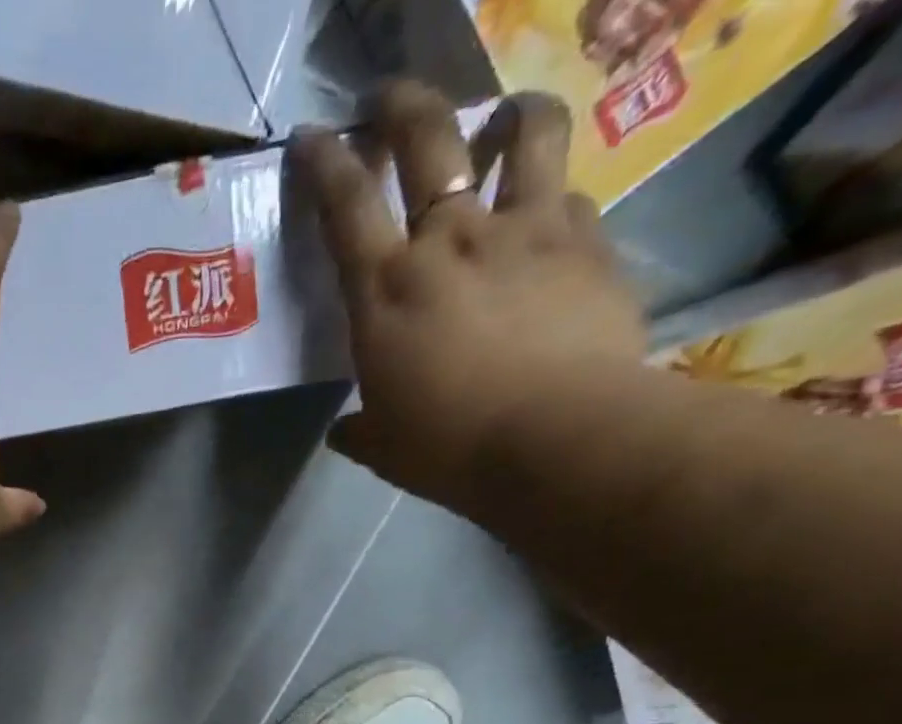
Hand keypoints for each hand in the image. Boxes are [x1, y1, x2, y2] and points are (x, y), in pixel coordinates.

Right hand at [293, 83, 645, 514]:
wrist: (558, 439)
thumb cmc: (449, 447)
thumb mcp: (383, 446)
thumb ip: (360, 428)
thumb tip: (345, 431)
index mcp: (386, 290)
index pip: (345, 204)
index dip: (324, 161)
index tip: (313, 135)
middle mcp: (452, 239)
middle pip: (429, 136)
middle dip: (404, 104)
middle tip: (390, 98)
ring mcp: (527, 230)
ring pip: (526, 133)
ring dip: (510, 115)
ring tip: (506, 120)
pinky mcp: (589, 242)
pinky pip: (572, 198)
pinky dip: (556, 200)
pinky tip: (552, 222)